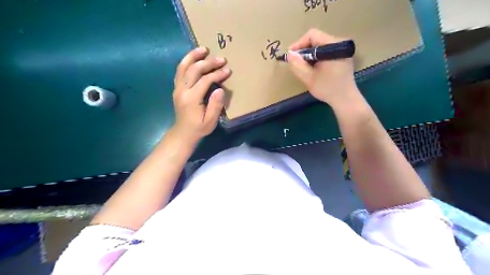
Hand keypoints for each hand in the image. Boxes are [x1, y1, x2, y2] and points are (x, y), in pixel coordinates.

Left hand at [171, 47, 231, 142]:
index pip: (204, 81)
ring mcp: (177, 88)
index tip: (227, 70)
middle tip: (221, 58)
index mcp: (191, 99)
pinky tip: (194, 57)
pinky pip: (180, 71)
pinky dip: (186, 62)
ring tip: (204, 49)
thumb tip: (219, 90)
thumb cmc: (199, 128)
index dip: (217, 74)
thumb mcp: (210, 121)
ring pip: (183, 67)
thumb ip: (215, 105)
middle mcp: (182, 90)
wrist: (183, 133)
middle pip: (194, 70)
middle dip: (208, 62)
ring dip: (193, 56)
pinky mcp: (177, 88)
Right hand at [288, 28, 358, 106]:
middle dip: (304, 50)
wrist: (345, 99)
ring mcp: (342, 50)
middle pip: (316, 39)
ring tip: (303, 67)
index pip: (312, 35)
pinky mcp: (342, 56)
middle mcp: (339, 43)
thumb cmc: (327, 89)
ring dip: (309, 55)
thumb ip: (297, 65)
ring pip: (320, 46)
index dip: (299, 44)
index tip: (291, 56)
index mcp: (333, 46)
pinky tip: (313, 68)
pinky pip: (326, 51)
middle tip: (296, 63)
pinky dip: (317, 57)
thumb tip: (290, 54)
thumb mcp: (309, 78)